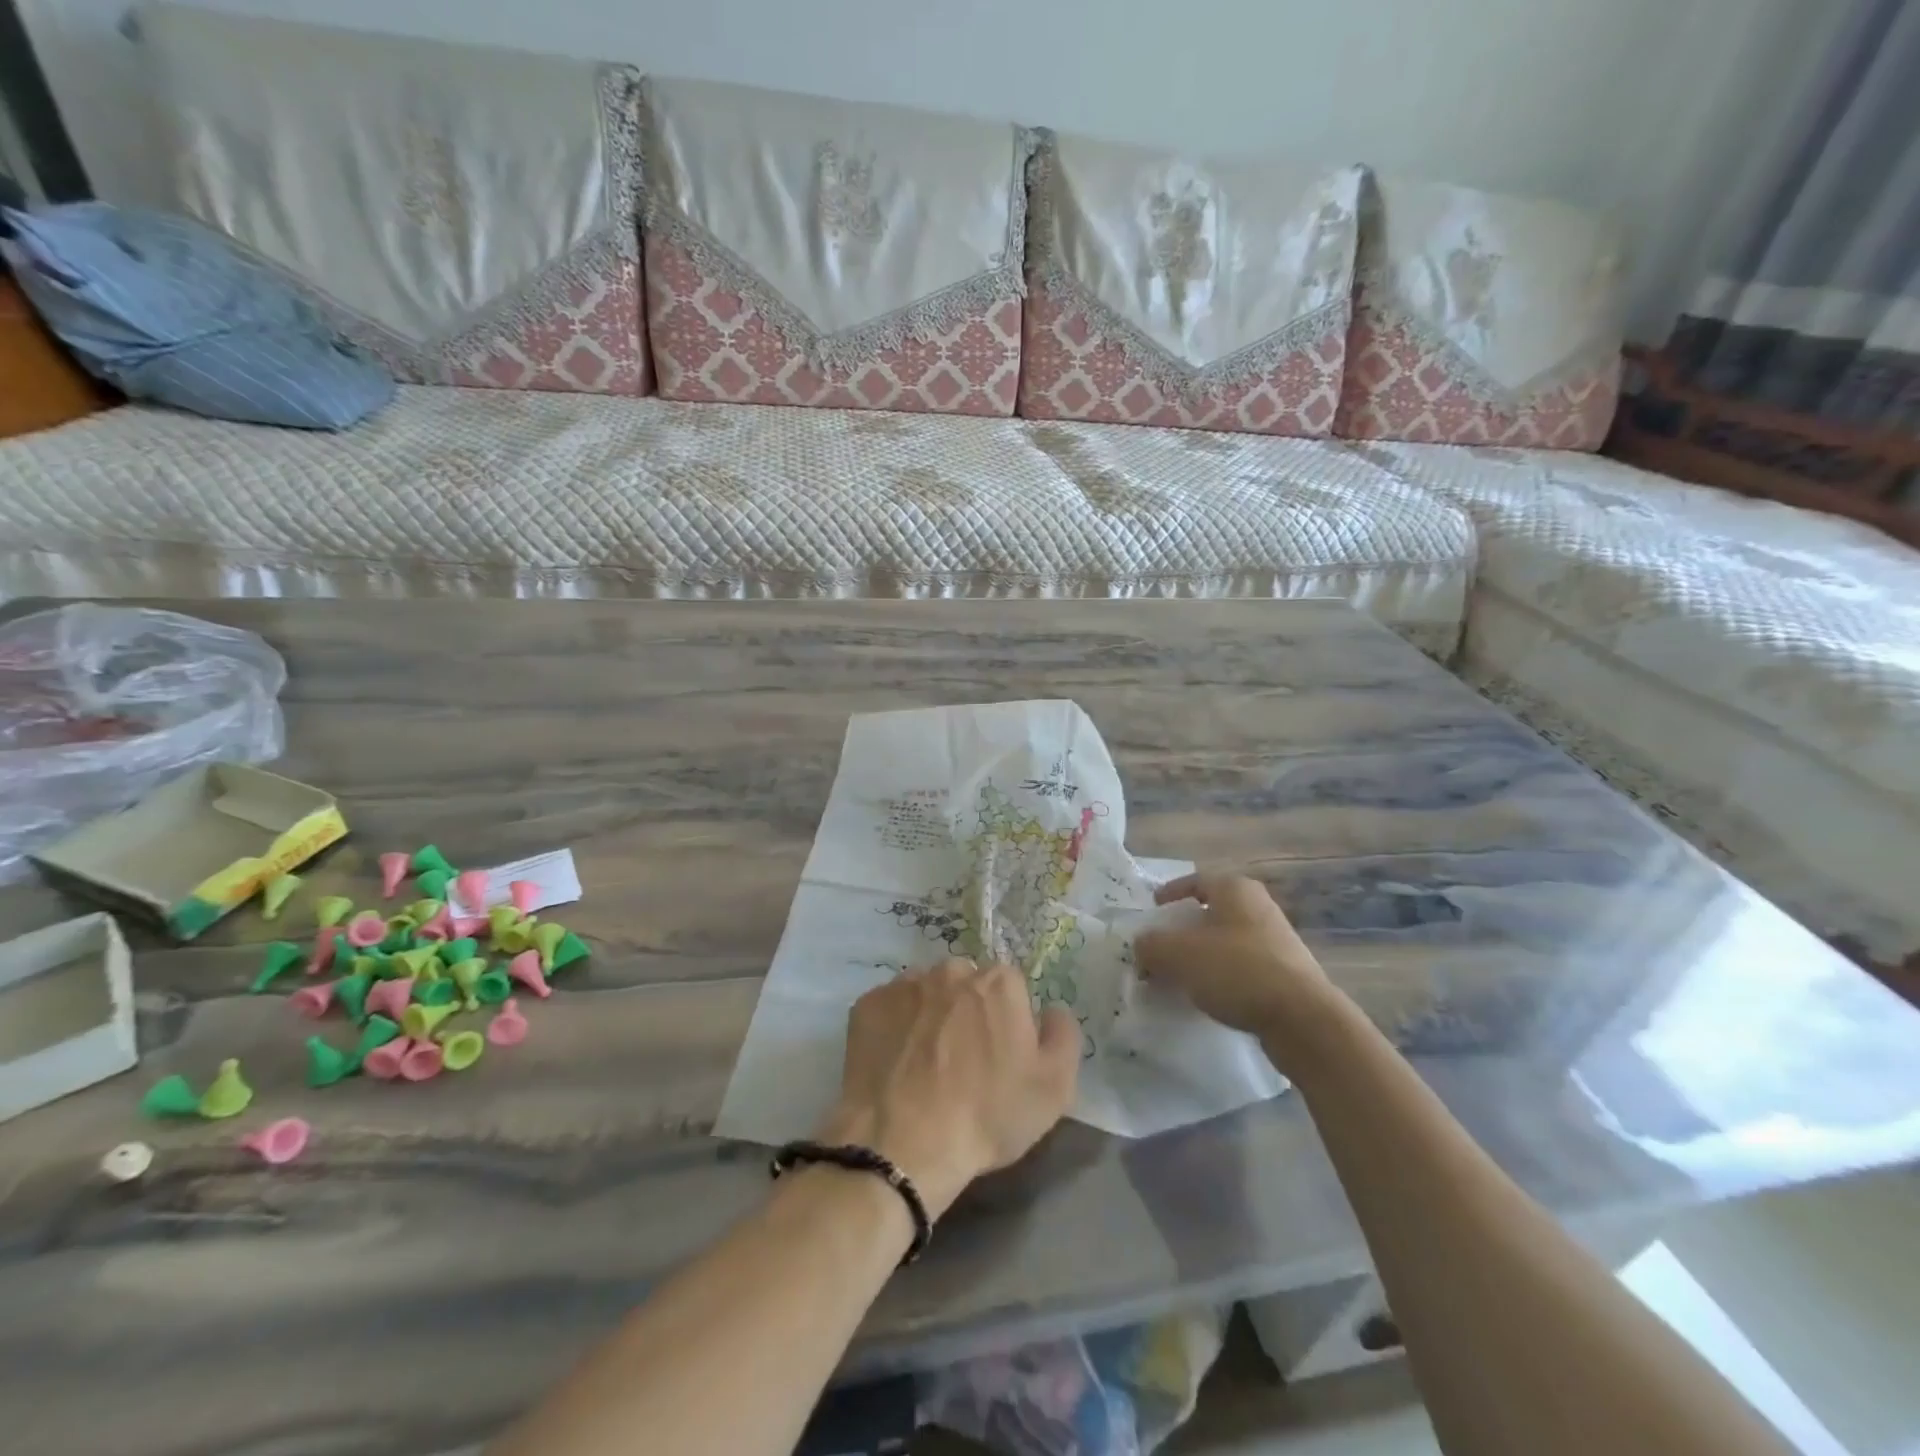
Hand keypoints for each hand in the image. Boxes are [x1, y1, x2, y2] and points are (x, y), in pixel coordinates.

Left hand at [820, 959, 1079, 1218]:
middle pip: (967, 984)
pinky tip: (896, 1065)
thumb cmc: (987, 1115)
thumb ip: (1063, 1035)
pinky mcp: (867, 1004)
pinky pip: (890, 1009)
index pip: (1012, 988)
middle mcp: (952, 970)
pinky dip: (895, 1029)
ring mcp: (904, 984)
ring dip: (930, 1016)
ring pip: (927, 993)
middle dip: (968, 1012)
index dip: (1009, 1021)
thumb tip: (1052, 1010)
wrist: (902, 1143)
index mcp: (1000, 982)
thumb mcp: (1054, 1088)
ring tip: (925, 1066)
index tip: (1001, 1056)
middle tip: (962, 1061)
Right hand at [1134, 873, 1335, 1042]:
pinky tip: (1208, 997)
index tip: (1153, 909)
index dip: (1170, 893)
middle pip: (1211, 912)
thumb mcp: (1178, 954)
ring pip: (1227, 941)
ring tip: (1179, 977)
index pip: (1196, 881)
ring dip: (1202, 956)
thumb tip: (1141, 945)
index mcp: (1235, 889)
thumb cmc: (1237, 970)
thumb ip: (1151, 945)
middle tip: (1160, 948)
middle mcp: (1259, 907)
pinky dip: (1222, 977)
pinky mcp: (1287, 974)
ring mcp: (1277, 941)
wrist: (1302, 1020)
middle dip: (1183, 930)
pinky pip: (1243, 968)